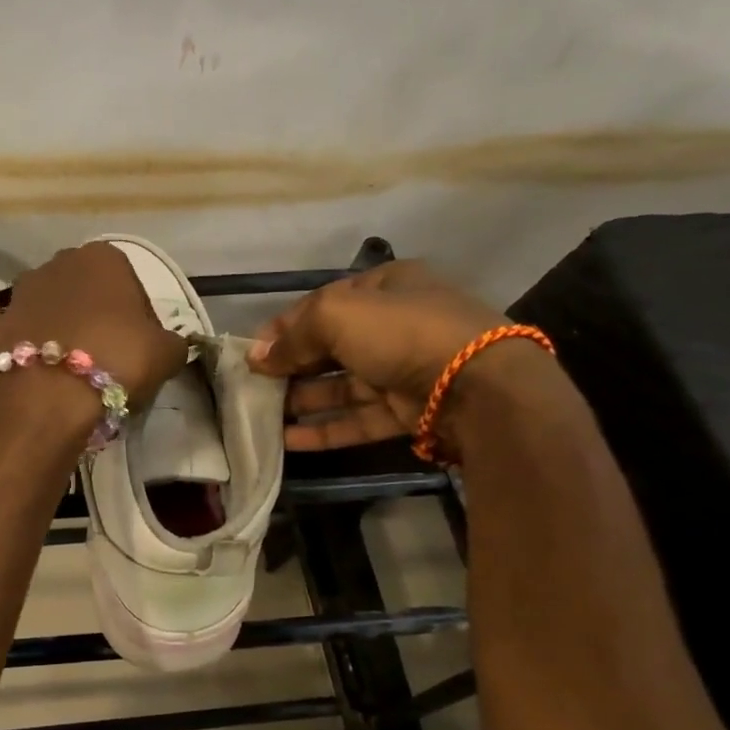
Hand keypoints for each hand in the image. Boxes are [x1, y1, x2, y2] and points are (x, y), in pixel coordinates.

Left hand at [0, 243, 186, 409]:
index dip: (137, 318)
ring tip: (63, 359)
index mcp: (104, 258)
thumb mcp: (167, 353)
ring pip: (39, 299)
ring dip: (49, 318)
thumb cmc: (118, 361)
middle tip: (104, 354)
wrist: (52, 397)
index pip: (129, 284)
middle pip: (83, 288)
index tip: (139, 348)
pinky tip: (7, 343)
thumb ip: (170, 341)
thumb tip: (163, 345)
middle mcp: (58, 263)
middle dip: (92, 313)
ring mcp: (19, 292)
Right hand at [249, 261, 554, 455]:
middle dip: (292, 366)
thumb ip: (293, 336)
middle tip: (254, 386)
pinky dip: (326, 429)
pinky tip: (290, 442)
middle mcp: (395, 326)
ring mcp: (404, 370)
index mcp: (385, 288)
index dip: (284, 327)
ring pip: (343, 386)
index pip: (323, 304)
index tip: (251, 352)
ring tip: (264, 417)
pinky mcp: (410, 410)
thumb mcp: (336, 316)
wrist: (477, 384)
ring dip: (304, 400)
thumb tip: (257, 358)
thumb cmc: (401, 332)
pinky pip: (359, 419)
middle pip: (331, 346)